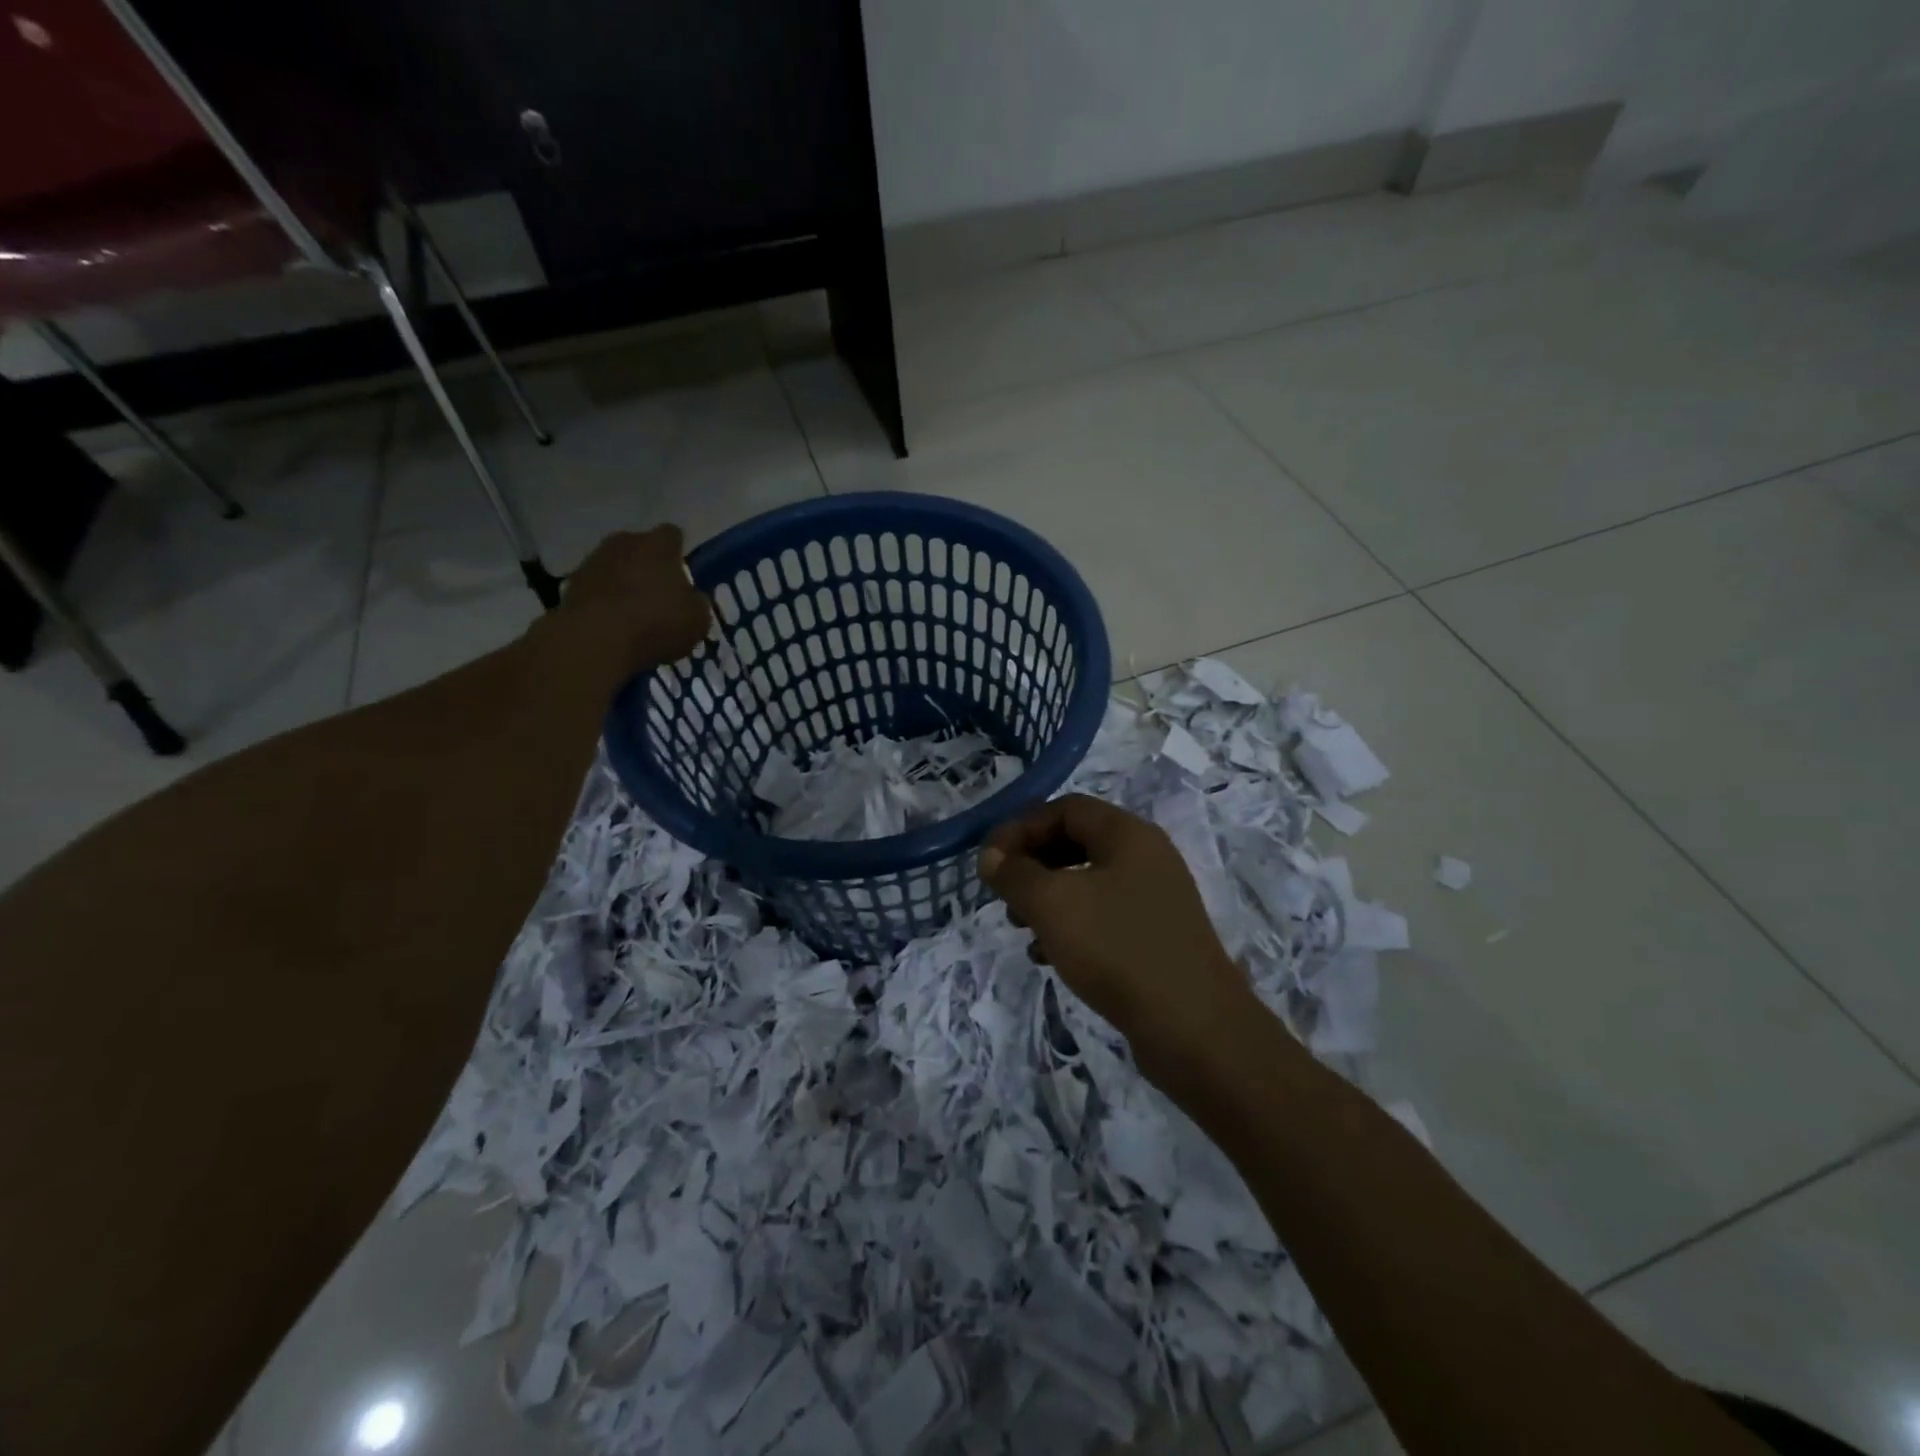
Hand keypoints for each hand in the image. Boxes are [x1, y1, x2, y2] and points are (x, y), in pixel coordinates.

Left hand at [550, 526, 711, 677]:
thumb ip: (697, 603)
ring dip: (624, 582)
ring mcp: (593, 561)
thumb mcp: (697, 620)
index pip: (673, 535)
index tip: (683, 572)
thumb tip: (692, 598)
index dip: (679, 552)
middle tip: (660, 594)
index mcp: (659, 545)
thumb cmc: (656, 623)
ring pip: (616, 566)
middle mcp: (624, 543)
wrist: (595, 640)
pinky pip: (596, 588)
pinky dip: (604, 600)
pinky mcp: (571, 584)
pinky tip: (613, 624)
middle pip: (640, 547)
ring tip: (634, 612)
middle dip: (649, 565)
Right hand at [979, 795, 1259, 1077]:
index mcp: (1128, 834)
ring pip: (1087, 881)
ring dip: (1047, 897)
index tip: (990, 861)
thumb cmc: (1117, 949)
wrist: (1194, 1028)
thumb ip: (1015, 874)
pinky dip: (1071, 926)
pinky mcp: (1156, 936)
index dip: (1021, 827)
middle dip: (1032, 863)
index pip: (1065, 808)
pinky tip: (1048, 956)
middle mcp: (1146, 857)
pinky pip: (1103, 916)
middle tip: (1003, 893)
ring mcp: (1155, 898)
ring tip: (1020, 927)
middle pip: (1076, 841)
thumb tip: (991, 856)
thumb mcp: (1053, 904)